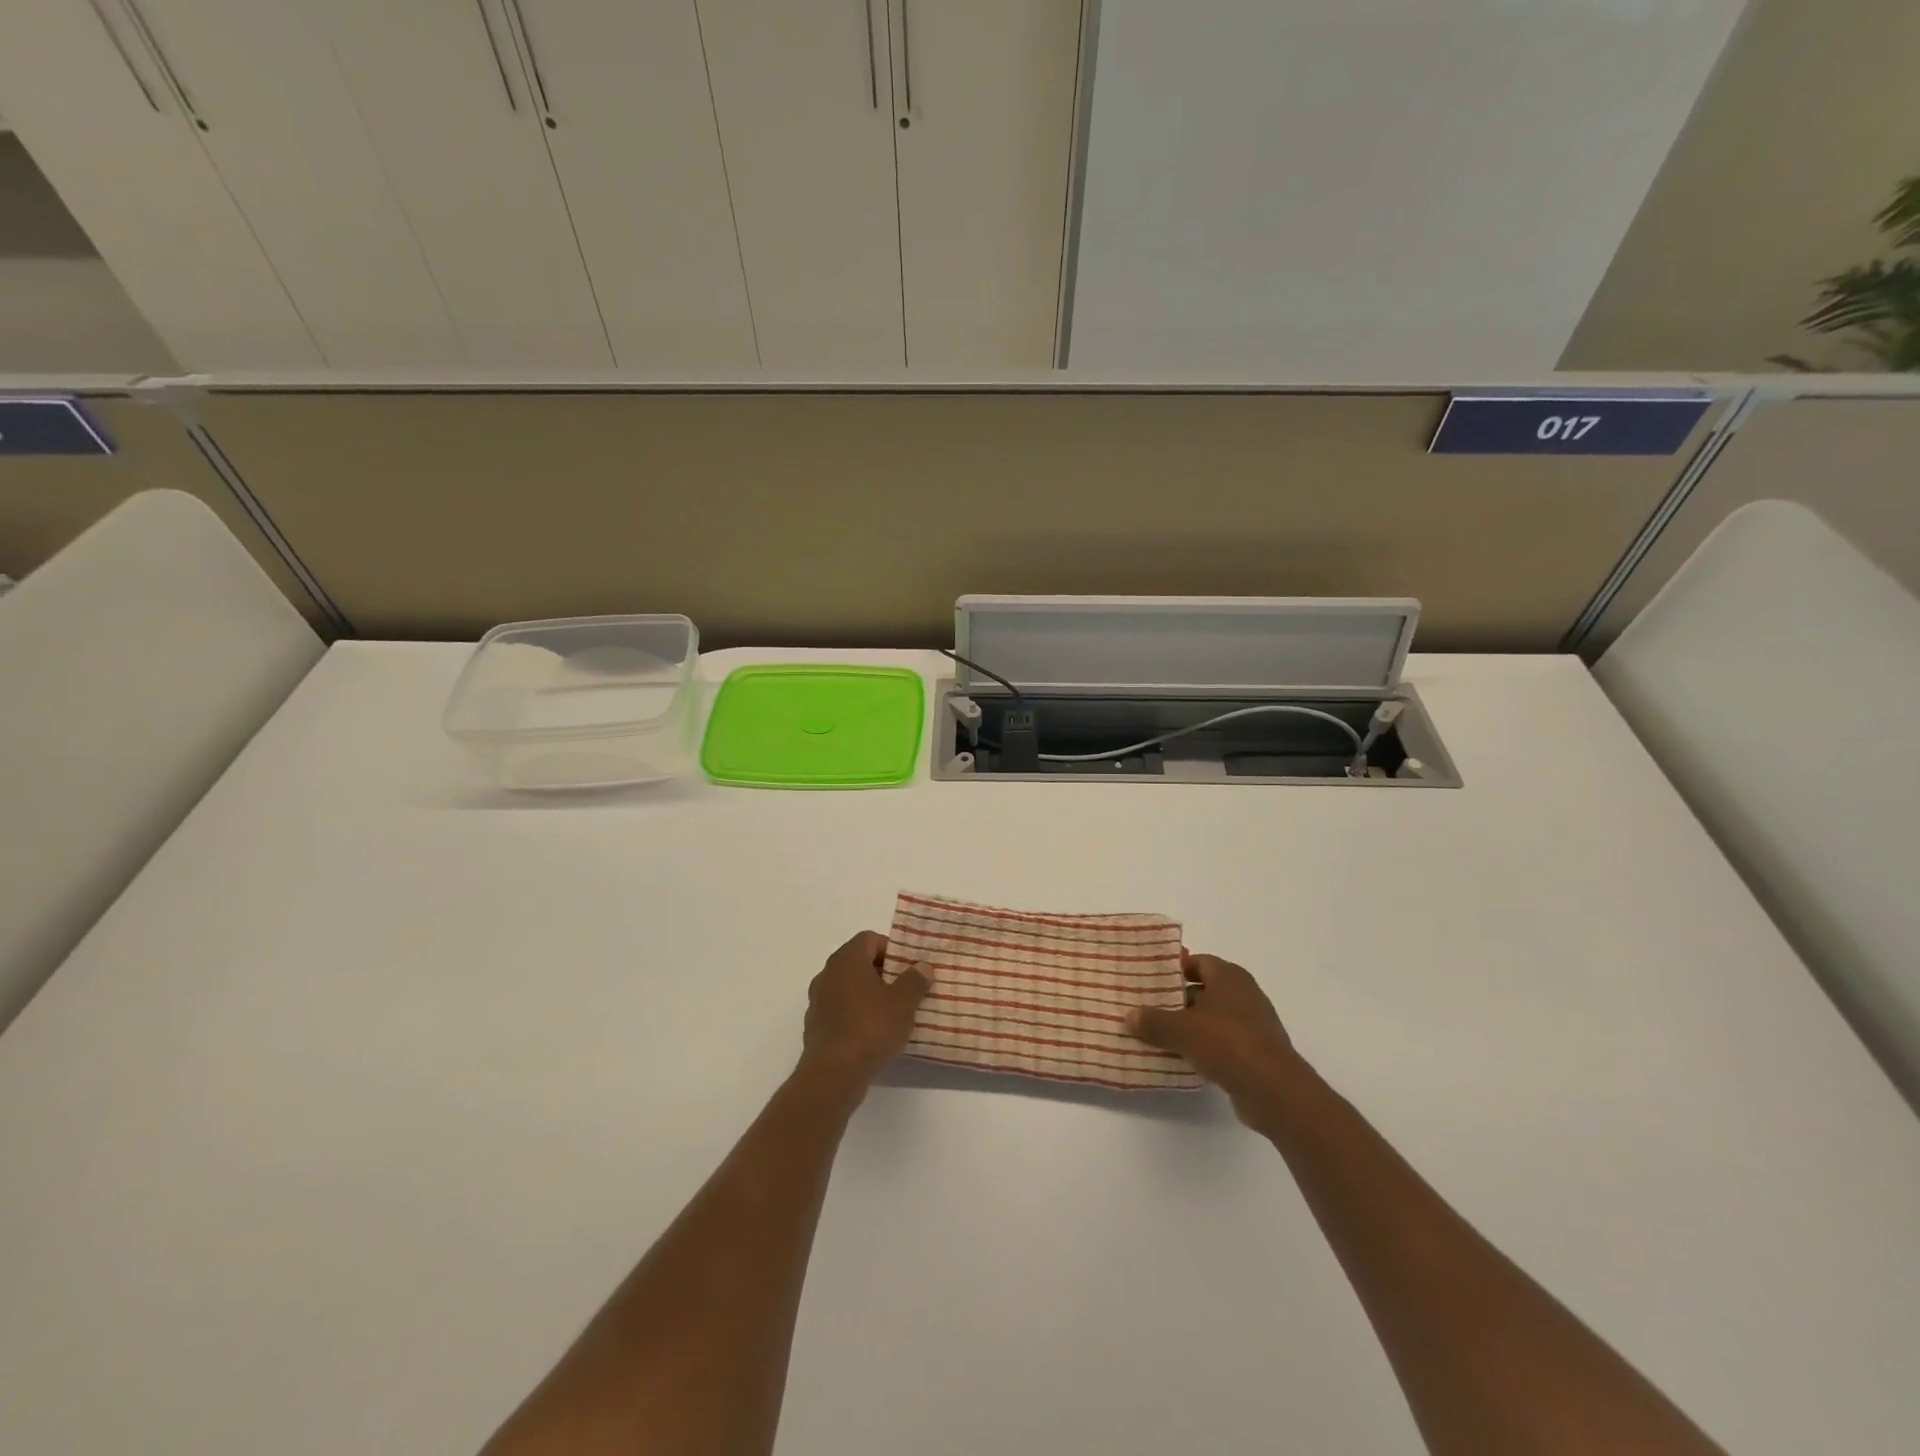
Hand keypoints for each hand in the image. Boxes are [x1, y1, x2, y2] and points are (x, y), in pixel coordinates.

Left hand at [799, 932, 930, 1090]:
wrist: (833, 1074)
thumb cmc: (870, 1028)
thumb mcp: (903, 1002)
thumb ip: (915, 980)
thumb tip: (922, 966)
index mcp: (846, 959)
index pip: (869, 939)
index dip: (891, 949)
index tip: (908, 969)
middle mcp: (827, 974)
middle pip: (858, 963)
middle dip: (882, 973)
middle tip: (905, 990)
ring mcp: (818, 1001)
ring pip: (848, 988)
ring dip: (869, 996)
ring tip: (892, 1015)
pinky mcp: (815, 1027)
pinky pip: (840, 1012)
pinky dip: (855, 1016)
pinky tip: (872, 1035)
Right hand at [1129, 953, 1303, 1128]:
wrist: (1274, 1090)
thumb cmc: (1227, 1043)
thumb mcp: (1181, 1029)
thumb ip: (1153, 1021)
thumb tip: (1129, 1016)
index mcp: (1229, 976)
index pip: (1198, 962)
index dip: (1174, 969)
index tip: (1151, 980)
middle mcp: (1244, 994)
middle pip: (1204, 990)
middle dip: (1177, 999)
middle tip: (1148, 1008)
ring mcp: (1253, 1024)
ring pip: (1212, 1018)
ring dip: (1189, 1026)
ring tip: (1158, 1035)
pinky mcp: (1256, 1052)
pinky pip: (1222, 1042)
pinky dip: (1204, 1047)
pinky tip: (1182, 1058)